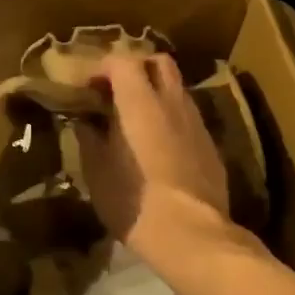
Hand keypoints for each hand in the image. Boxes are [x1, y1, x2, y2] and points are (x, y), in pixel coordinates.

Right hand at [76, 54, 237, 267]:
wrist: (191, 234)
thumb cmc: (133, 198)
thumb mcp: (96, 170)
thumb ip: (88, 137)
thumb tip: (83, 121)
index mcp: (139, 101)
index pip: (122, 60)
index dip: (101, 67)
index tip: (86, 86)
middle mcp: (172, 101)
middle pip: (159, 62)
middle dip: (136, 67)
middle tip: (115, 90)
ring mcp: (196, 122)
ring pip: (177, 88)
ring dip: (155, 92)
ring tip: (135, 118)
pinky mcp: (210, 145)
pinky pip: (187, 116)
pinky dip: (170, 117)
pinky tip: (158, 144)